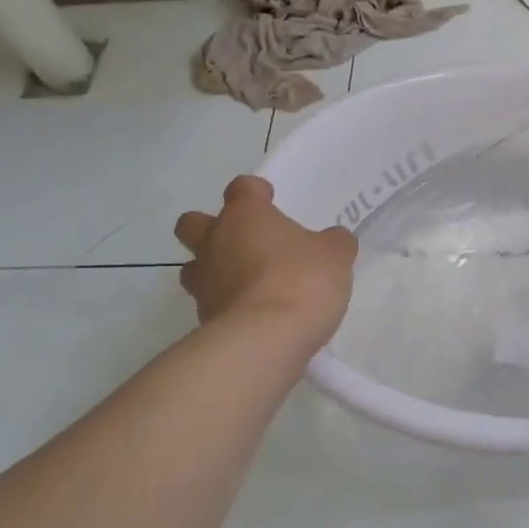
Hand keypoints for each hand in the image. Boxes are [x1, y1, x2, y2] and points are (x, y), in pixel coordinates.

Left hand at [174, 177, 357, 346]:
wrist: (265, 338)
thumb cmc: (301, 281)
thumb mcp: (335, 256)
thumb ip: (334, 243)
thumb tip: (333, 240)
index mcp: (245, 216)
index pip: (242, 189)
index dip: (255, 192)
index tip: (269, 200)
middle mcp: (215, 241)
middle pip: (193, 223)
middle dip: (210, 228)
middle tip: (243, 242)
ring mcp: (203, 281)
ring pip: (194, 266)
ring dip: (213, 270)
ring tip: (245, 284)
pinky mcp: (202, 317)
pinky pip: (210, 303)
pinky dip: (226, 305)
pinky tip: (253, 315)